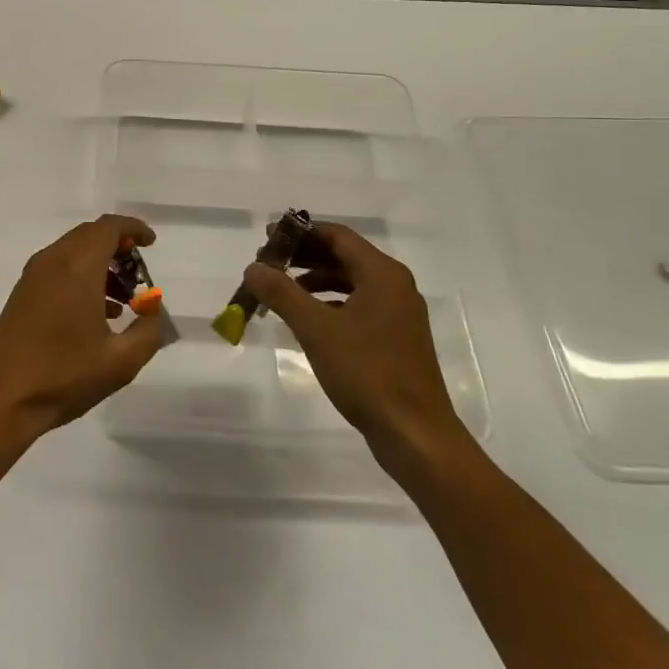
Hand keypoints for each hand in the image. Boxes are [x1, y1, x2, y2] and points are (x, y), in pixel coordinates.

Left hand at [0, 215, 164, 448]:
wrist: (0, 401)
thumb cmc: (63, 377)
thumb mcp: (121, 362)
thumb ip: (149, 330)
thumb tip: (152, 310)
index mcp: (77, 268)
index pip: (108, 228)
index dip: (133, 228)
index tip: (151, 244)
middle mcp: (52, 261)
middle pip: (90, 235)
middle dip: (118, 247)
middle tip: (139, 276)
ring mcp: (32, 276)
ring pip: (73, 251)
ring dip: (100, 264)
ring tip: (123, 300)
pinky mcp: (22, 293)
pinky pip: (58, 268)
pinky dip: (81, 276)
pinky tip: (96, 314)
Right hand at [242, 221, 469, 460]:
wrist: (415, 435)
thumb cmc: (367, 373)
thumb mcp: (316, 329)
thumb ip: (281, 293)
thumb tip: (253, 268)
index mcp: (382, 274)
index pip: (337, 236)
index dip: (301, 232)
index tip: (268, 237)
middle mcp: (395, 286)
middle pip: (344, 257)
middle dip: (304, 258)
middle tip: (269, 265)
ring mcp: (398, 314)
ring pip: (350, 283)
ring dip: (315, 282)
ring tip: (281, 292)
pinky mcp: (396, 339)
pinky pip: (358, 307)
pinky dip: (330, 305)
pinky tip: (308, 321)